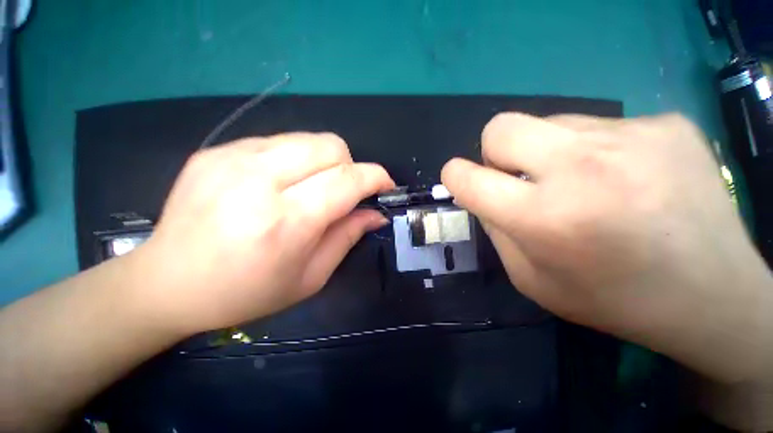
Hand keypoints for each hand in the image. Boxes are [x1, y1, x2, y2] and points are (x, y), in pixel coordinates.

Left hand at [134, 133, 394, 334]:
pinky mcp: (216, 151)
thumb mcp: (310, 276)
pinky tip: (281, 182)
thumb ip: (348, 237)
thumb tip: (376, 214)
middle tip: (344, 192)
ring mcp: (232, 159)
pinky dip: (296, 159)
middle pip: (331, 147)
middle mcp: (258, 181)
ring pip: (308, 138)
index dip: (376, 177)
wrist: (167, 283)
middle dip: (351, 167)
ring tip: (312, 187)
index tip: (385, 185)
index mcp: (285, 222)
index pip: (347, 180)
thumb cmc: (246, 292)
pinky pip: (279, 141)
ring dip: (325, 162)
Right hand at [442, 113, 771, 381]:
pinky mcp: (665, 123)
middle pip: (500, 127)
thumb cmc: (611, 298)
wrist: (713, 296)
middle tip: (518, 176)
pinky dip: (591, 149)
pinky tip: (622, 177)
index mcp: (544, 218)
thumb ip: (496, 229)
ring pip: (547, 121)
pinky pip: (596, 124)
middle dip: (494, 152)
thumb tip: (481, 193)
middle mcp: (583, 168)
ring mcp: (631, 137)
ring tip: (579, 181)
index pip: (467, 178)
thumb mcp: (531, 278)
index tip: (461, 181)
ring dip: (544, 151)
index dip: (455, 176)